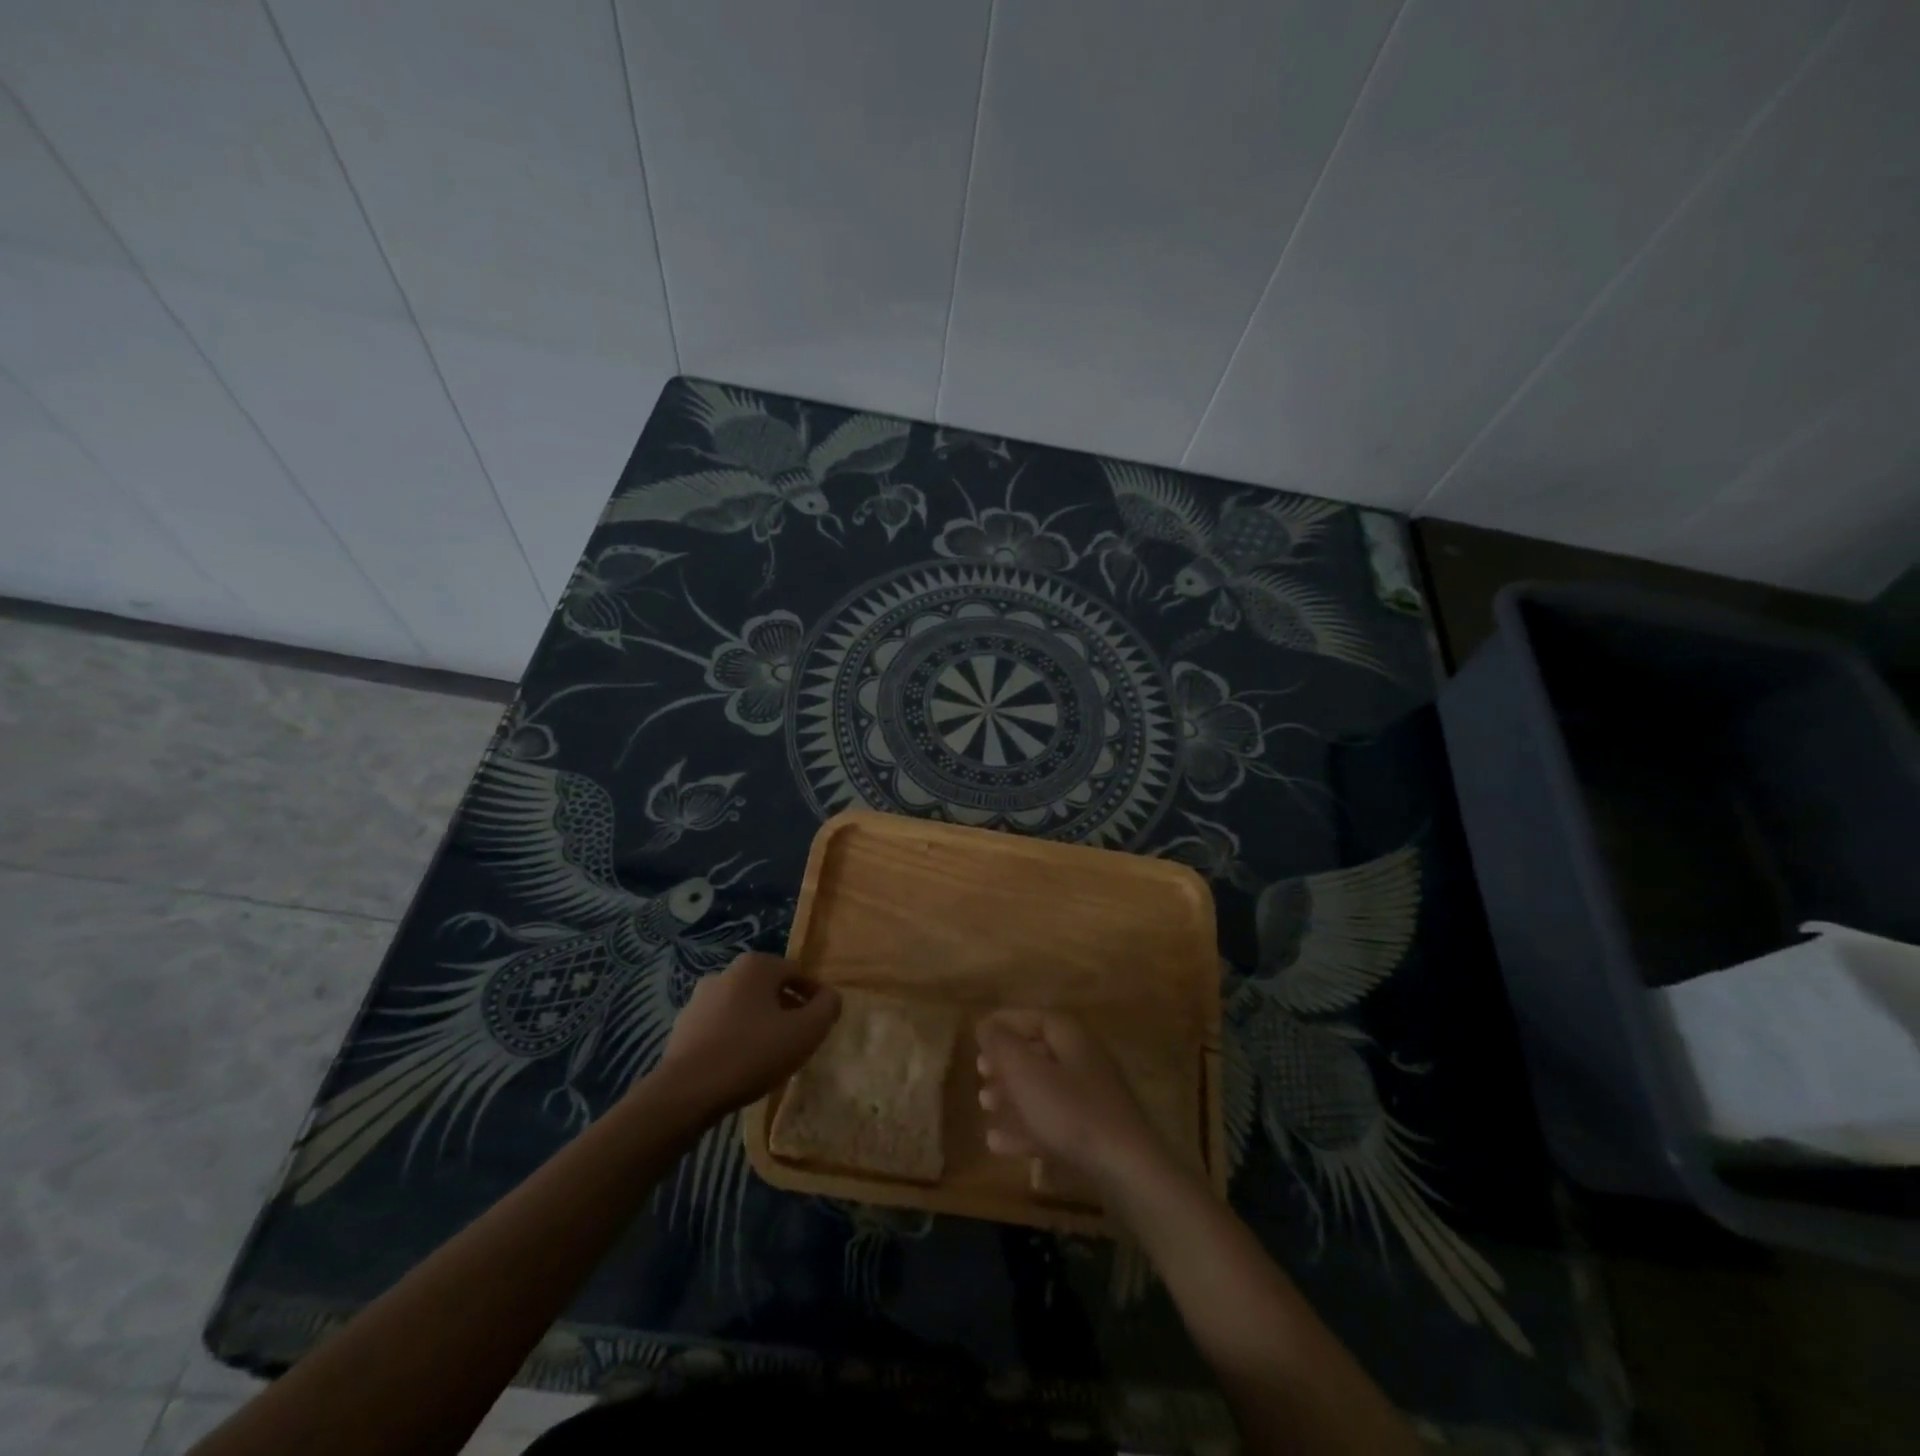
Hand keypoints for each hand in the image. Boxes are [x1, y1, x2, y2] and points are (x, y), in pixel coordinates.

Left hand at [652, 953, 840, 1117]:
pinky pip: (722, 1026)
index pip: (798, 973)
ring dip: (761, 1023)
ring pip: (744, 1007)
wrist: (687, 1092)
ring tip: (772, 1054)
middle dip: (788, 1009)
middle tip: (800, 1038)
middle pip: (769, 988)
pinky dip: (736, 1037)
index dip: (815, 996)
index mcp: (756, 966)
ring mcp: (700, 999)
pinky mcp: (683, 1027)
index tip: (823, 1022)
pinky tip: (742, 1064)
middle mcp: (726, 973)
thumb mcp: (806, 1032)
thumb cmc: (752, 1053)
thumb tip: (830, 997)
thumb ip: (827, 1008)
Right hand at [975, 1009, 1163, 1188]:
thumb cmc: (1071, 1112)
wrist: (1127, 1170)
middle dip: (1006, 1062)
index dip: (1004, 1023)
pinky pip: (1053, 1120)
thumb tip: (985, 1024)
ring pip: (1044, 1088)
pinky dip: (1026, 1127)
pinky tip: (998, 1143)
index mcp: (1071, 1036)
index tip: (978, 1035)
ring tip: (985, 1105)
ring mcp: (1092, 1097)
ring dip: (1012, 1095)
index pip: (1034, 1017)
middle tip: (980, 1073)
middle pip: (1039, 1052)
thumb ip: (1001, 1045)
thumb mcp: (1026, 1073)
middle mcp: (1083, 1059)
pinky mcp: (1094, 1132)